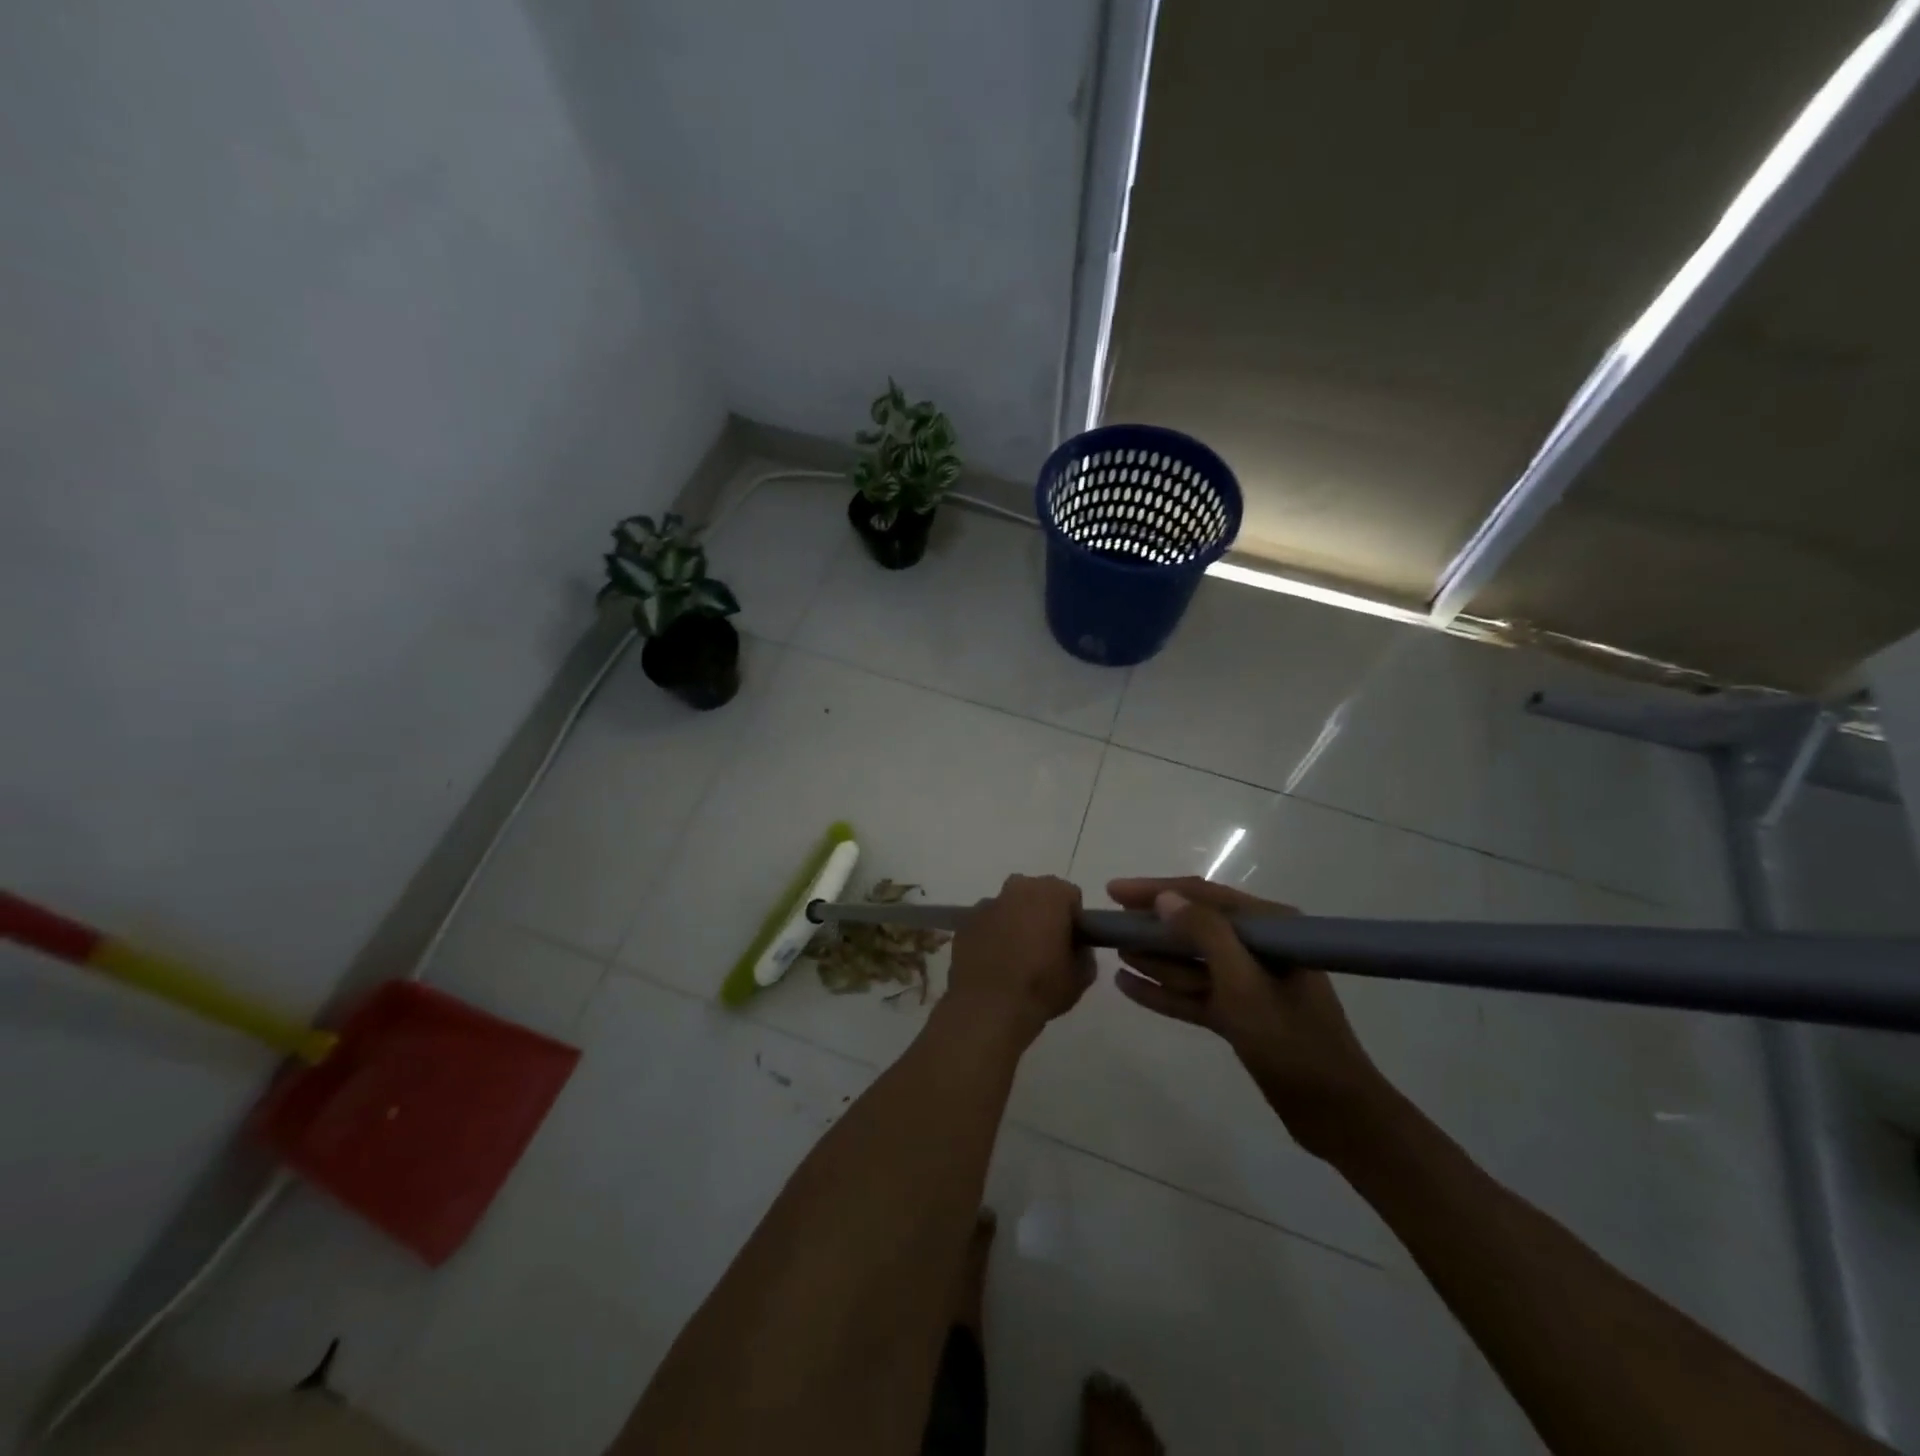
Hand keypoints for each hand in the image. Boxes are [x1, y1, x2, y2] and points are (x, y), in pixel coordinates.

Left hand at [945, 875, 1094, 1047]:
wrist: (988, 1008)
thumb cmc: (1041, 987)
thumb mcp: (1081, 976)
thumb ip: (1084, 952)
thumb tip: (1075, 947)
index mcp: (1050, 894)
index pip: (1070, 895)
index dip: (1073, 918)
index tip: (1071, 942)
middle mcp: (1017, 889)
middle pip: (1037, 893)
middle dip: (1042, 913)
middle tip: (1045, 946)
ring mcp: (987, 904)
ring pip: (1009, 906)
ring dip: (1015, 922)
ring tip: (1016, 957)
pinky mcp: (965, 922)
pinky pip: (986, 922)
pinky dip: (991, 934)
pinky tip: (993, 961)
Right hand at [1107, 876, 1391, 1159]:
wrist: (1336, 1116)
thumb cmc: (1292, 1043)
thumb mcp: (1245, 986)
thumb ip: (1206, 935)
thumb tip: (1166, 898)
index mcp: (1271, 928)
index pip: (1204, 895)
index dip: (1157, 890)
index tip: (1114, 892)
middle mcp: (1258, 947)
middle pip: (1193, 927)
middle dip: (1152, 926)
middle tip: (1107, 924)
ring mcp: (1248, 982)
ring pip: (1189, 962)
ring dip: (1153, 958)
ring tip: (1114, 951)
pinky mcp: (1239, 1014)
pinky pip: (1192, 994)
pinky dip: (1163, 991)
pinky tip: (1127, 985)